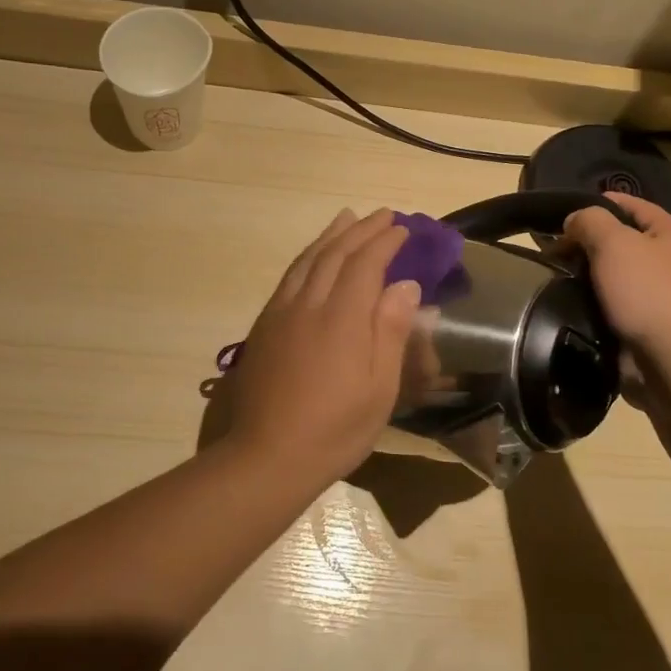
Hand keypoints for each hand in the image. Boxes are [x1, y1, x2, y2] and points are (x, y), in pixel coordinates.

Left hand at [224, 209, 421, 482]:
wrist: (267, 455)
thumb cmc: (335, 429)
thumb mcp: (379, 389)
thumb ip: (390, 332)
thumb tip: (405, 285)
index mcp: (342, 318)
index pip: (366, 264)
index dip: (385, 242)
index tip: (404, 229)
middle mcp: (309, 304)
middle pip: (335, 253)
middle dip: (361, 230)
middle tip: (383, 215)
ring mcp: (281, 312)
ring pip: (308, 260)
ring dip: (331, 235)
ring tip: (347, 218)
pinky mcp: (265, 325)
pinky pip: (289, 276)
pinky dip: (307, 256)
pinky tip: (313, 256)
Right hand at [562, 193, 670, 368]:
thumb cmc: (648, 291)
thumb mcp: (614, 242)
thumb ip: (590, 221)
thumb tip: (574, 221)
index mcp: (669, 233)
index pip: (631, 205)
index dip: (598, 202)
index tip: (562, 212)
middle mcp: (666, 261)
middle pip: (619, 241)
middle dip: (584, 243)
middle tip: (550, 250)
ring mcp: (655, 295)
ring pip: (611, 275)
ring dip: (584, 276)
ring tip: (551, 277)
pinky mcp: (643, 325)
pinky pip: (610, 305)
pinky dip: (589, 304)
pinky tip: (566, 304)